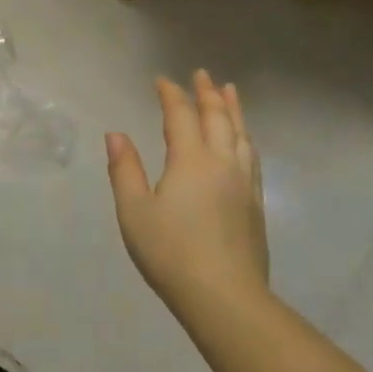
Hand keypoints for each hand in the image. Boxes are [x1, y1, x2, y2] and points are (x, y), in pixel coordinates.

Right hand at [105, 71, 269, 317]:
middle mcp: (222, 163)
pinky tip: (243, 141)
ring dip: (233, 110)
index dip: (171, 95)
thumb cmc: (171, 253)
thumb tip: (116, 134)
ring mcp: (244, 183)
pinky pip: (252, 156)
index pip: (181, 116)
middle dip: (207, 94)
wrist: (225, 297)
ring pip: (240, 135)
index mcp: (191, 161)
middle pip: (218, 119)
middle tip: (202, 74)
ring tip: (229, 92)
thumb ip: (125, 170)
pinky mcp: (256, 204)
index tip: (162, 80)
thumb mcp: (134, 212)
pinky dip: (244, 137)